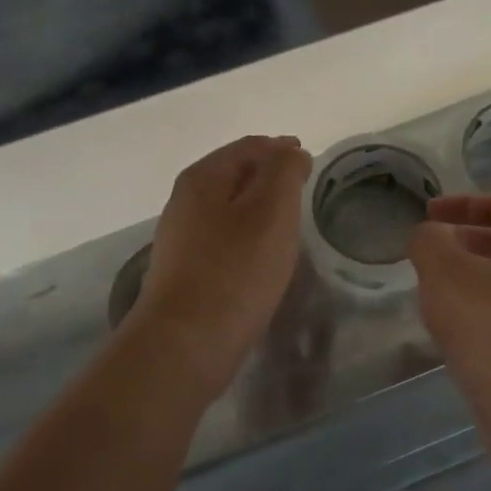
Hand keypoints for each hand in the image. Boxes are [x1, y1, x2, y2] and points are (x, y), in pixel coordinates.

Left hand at [131, 135, 311, 399]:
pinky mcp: (187, 273)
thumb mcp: (271, 210)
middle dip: (268, 176)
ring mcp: (182, 240)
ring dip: (258, 208)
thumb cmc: (235, 270)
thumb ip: (284, 172)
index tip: (308, 159)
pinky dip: (247, 236)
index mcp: (203, 178)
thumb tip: (290, 152)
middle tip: (301, 187)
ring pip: (228, 210)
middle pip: (234, 176)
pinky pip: (224, 241)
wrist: (188, 342)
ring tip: (288, 220)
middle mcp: (185, 203)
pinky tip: (263, 255)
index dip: (280, 148)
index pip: (249, 147)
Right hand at [408, 194, 490, 443]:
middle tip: (427, 255)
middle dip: (461, 241)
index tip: (427, 215)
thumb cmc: (489, 327)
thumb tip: (428, 235)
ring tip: (432, 292)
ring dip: (466, 278)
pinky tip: (451, 329)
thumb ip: (428, 242)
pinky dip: (476, 308)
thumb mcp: (445, 273)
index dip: (460, 203)